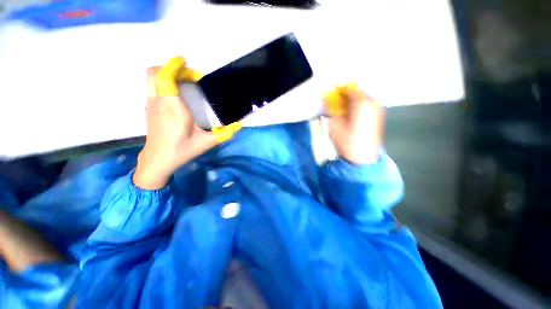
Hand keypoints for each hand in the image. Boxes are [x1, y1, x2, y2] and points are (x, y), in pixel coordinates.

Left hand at [133, 57, 217, 189]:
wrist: (158, 160)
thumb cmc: (182, 150)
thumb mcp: (207, 143)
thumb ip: (225, 134)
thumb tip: (239, 126)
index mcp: (173, 108)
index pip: (166, 78)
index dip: (174, 65)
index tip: (185, 61)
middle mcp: (159, 102)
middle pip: (154, 72)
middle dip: (171, 67)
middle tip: (189, 75)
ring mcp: (151, 105)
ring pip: (152, 79)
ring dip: (167, 74)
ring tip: (185, 82)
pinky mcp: (149, 109)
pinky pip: (153, 87)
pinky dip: (164, 83)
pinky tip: (178, 94)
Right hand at [323, 84, 383, 164]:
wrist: (362, 158)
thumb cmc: (346, 141)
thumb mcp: (334, 124)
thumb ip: (333, 109)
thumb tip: (331, 101)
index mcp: (361, 103)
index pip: (349, 89)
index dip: (339, 90)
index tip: (331, 95)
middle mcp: (372, 102)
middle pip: (359, 92)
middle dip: (347, 95)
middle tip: (337, 103)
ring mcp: (378, 109)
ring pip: (364, 98)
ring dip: (353, 100)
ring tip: (344, 109)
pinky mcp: (379, 117)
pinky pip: (369, 105)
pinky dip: (360, 106)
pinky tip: (353, 114)